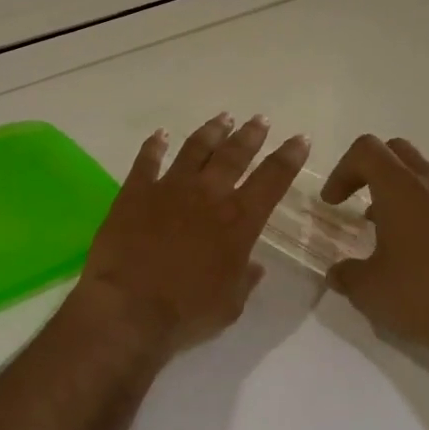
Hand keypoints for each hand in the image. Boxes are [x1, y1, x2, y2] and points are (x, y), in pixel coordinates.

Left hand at [77, 113, 310, 356]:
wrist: (128, 307)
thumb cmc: (186, 312)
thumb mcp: (230, 305)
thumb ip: (244, 279)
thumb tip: (255, 265)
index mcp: (238, 220)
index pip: (272, 179)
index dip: (289, 157)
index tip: (300, 138)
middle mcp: (208, 194)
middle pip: (234, 154)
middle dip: (251, 135)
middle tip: (261, 120)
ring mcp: (169, 188)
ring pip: (195, 148)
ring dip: (211, 131)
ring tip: (223, 118)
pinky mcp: (135, 192)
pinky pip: (147, 160)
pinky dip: (154, 145)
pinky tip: (160, 135)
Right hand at [321, 135, 428, 372]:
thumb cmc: (420, 297)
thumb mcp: (366, 289)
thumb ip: (344, 273)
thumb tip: (336, 273)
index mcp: (401, 188)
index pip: (366, 150)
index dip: (341, 171)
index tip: (332, 203)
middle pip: (394, 151)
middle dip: (366, 169)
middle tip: (351, 198)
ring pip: (418, 172)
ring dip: (392, 187)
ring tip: (377, 224)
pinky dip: (414, 204)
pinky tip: (406, 245)